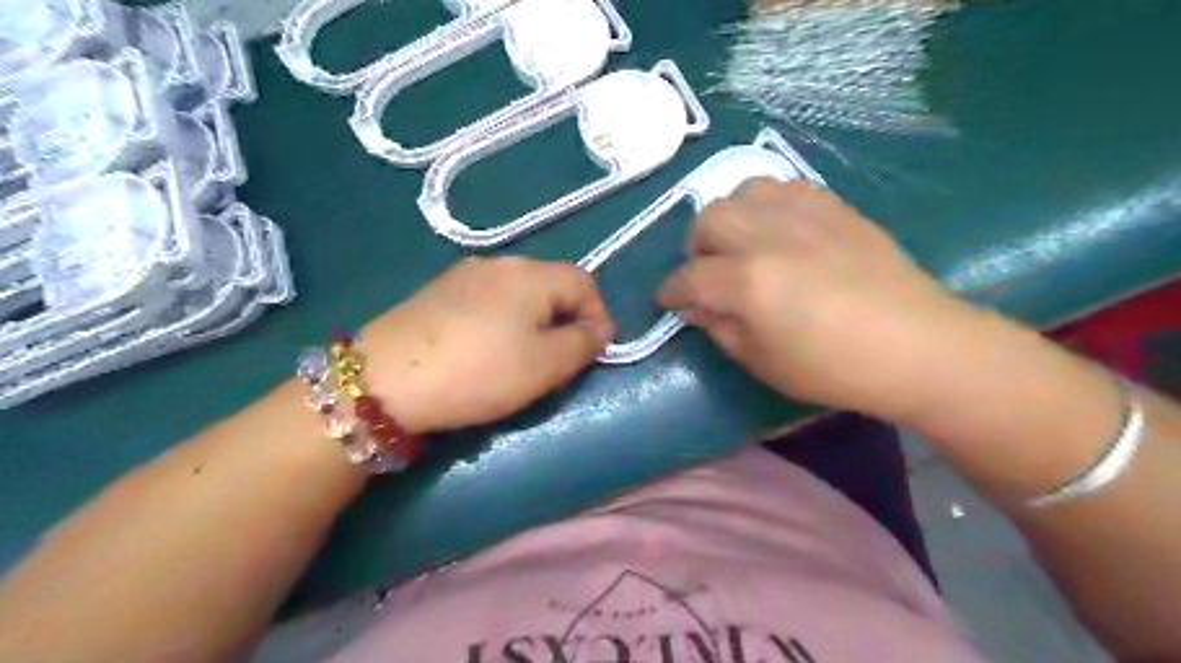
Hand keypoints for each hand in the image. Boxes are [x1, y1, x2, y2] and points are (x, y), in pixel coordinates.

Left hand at [362, 259, 617, 434]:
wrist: (385, 380)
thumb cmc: (479, 372)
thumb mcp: (546, 365)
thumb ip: (583, 344)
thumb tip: (599, 329)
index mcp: (531, 274)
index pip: (584, 282)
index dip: (598, 315)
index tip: (593, 352)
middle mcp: (500, 262)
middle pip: (550, 284)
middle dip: (565, 320)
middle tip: (558, 360)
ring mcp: (464, 274)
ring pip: (518, 293)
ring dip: (533, 321)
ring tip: (522, 358)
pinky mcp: (438, 291)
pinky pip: (488, 300)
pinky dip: (502, 321)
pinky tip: (484, 349)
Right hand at [654, 178, 979, 422]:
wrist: (917, 346)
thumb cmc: (834, 368)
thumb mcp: (763, 363)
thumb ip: (720, 329)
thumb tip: (695, 307)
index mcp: (748, 282)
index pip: (689, 277)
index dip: (671, 290)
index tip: (669, 301)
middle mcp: (769, 237)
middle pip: (708, 220)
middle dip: (696, 247)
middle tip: (707, 272)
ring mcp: (805, 216)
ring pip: (743, 192)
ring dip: (730, 218)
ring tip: (742, 244)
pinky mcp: (835, 208)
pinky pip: (785, 187)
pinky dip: (768, 205)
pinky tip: (779, 230)